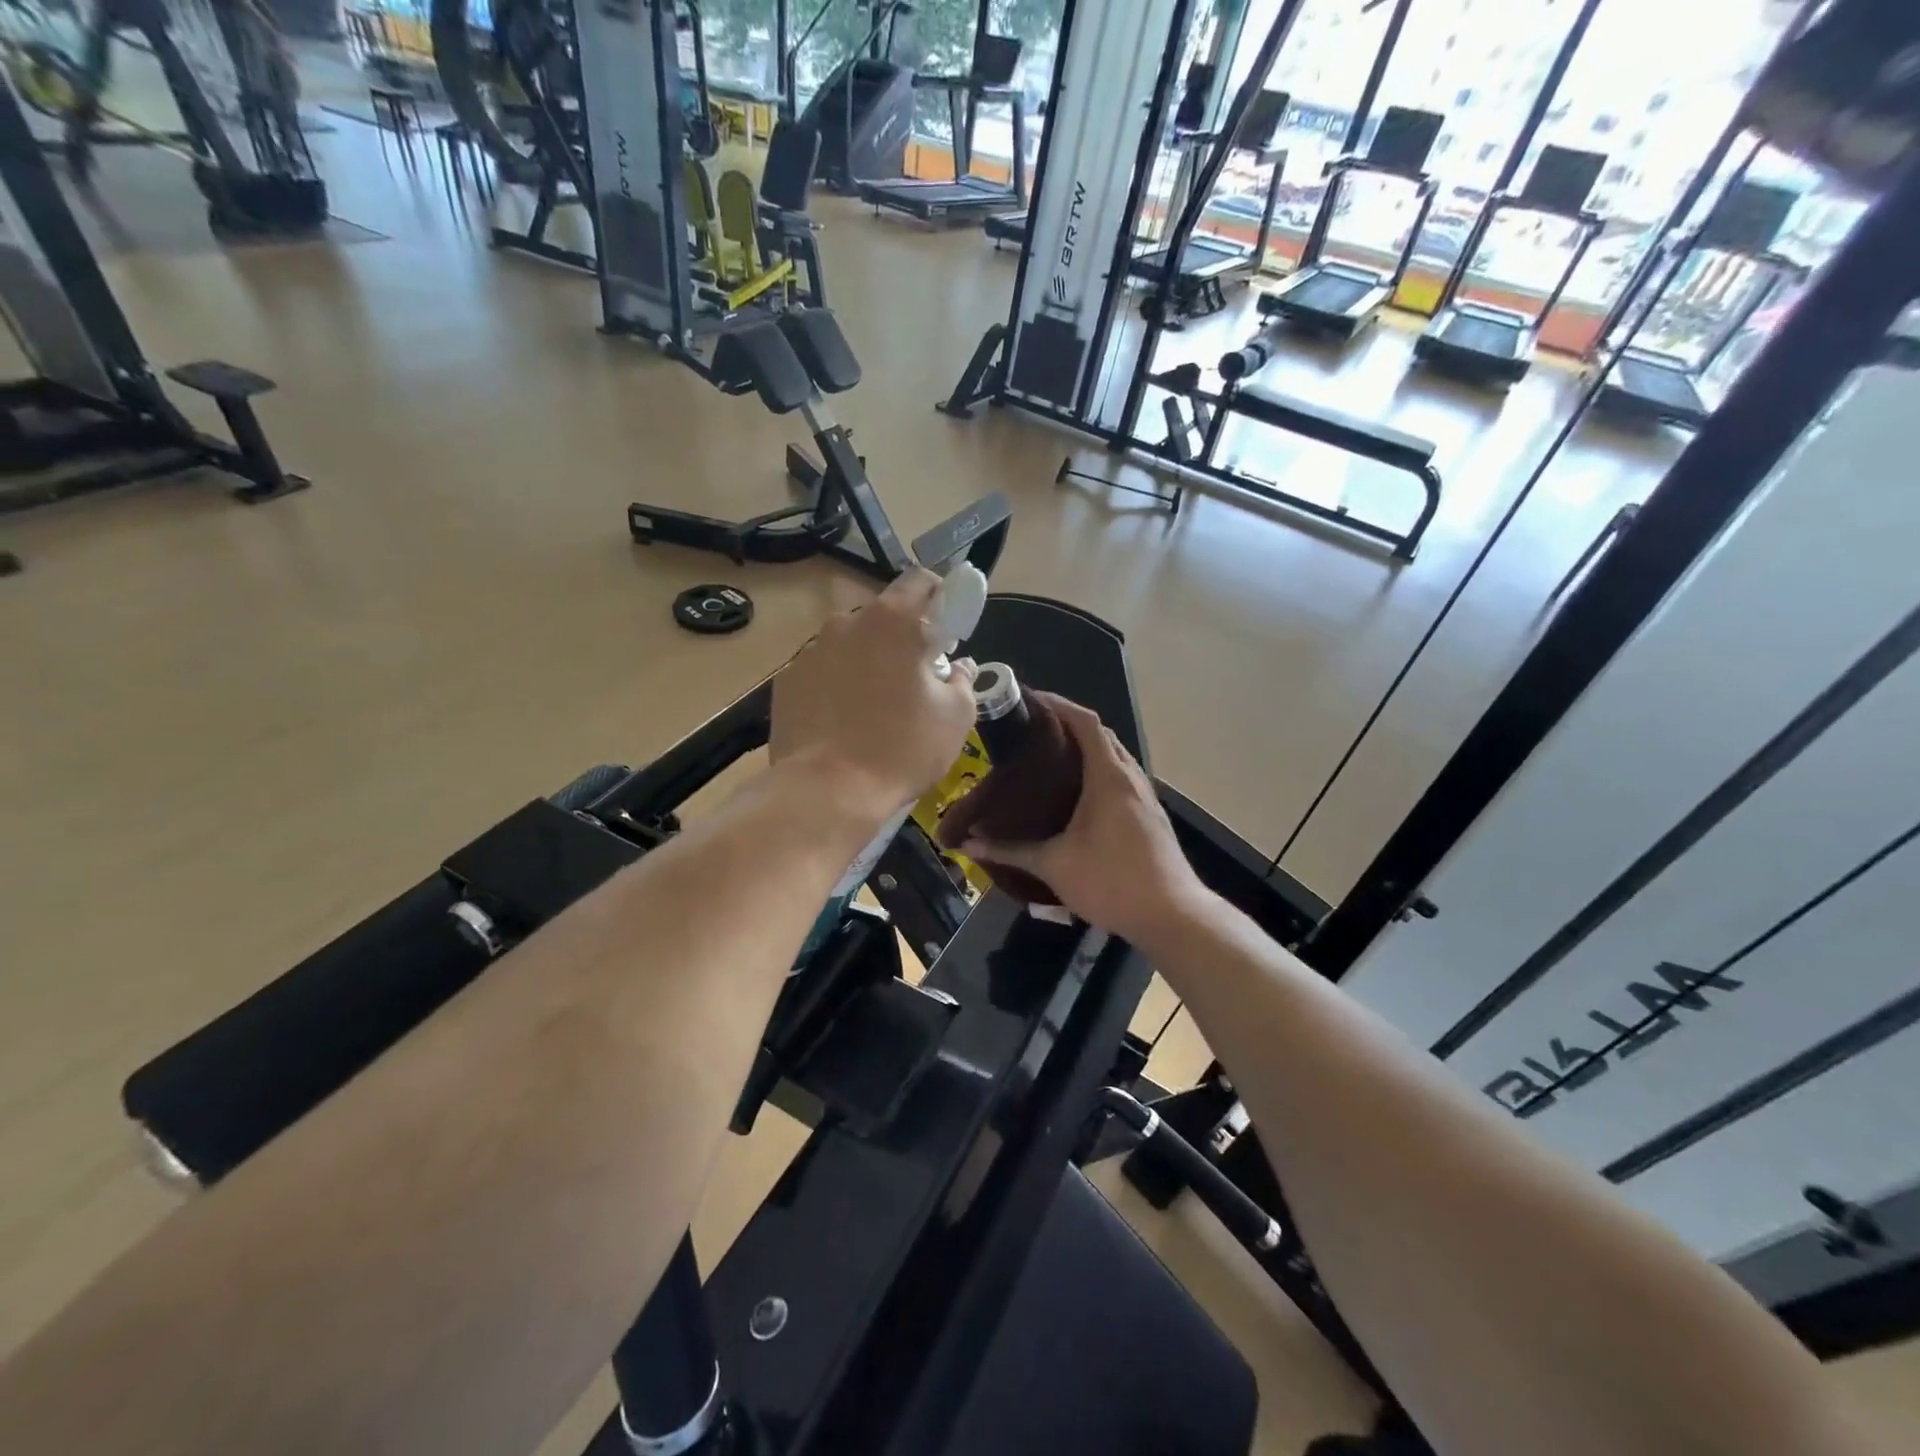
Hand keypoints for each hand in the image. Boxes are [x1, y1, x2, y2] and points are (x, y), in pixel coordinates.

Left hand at [771, 569, 978, 830]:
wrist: (826, 792)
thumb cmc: (901, 749)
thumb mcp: (955, 717)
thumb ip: (963, 680)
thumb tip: (958, 667)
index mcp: (892, 621)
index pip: (920, 580)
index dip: (940, 598)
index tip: (946, 632)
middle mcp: (845, 623)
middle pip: (882, 616)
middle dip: (902, 639)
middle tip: (915, 680)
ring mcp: (810, 652)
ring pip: (850, 645)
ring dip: (868, 663)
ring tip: (875, 708)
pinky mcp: (786, 682)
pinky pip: (822, 673)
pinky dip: (837, 686)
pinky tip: (843, 724)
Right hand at [957, 699, 1211, 948]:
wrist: (1173, 915)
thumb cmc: (1112, 881)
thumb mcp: (1054, 865)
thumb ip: (1010, 851)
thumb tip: (968, 843)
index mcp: (1109, 776)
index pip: (1086, 722)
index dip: (1059, 705)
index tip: (1031, 701)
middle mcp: (1130, 777)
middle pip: (1101, 735)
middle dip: (1069, 725)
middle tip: (1032, 732)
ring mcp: (1145, 796)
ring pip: (1114, 758)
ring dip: (1086, 749)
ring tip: (1049, 759)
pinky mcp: (1150, 815)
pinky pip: (1121, 778)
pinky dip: (1098, 772)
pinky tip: (1077, 795)